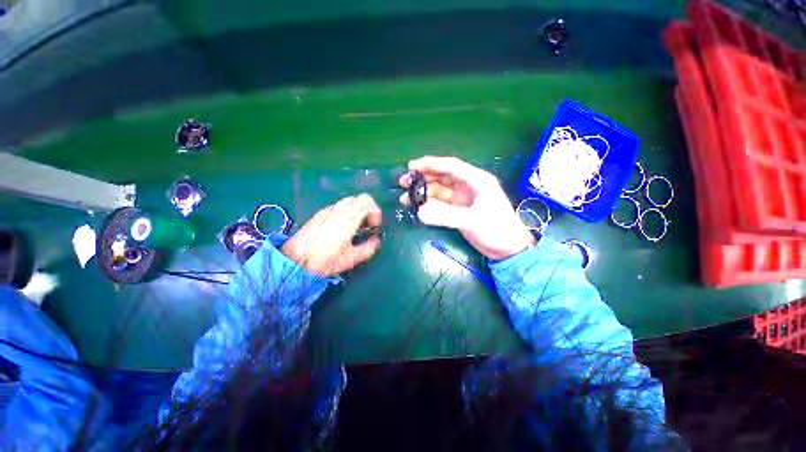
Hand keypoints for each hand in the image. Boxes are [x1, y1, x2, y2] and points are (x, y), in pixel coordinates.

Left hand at [282, 194, 382, 276]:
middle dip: (368, 211)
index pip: (366, 202)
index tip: (375, 226)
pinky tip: (344, 228)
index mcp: (346, 220)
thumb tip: (376, 240)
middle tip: (368, 226)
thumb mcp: (350, 259)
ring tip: (357, 228)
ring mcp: (328, 210)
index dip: (376, 212)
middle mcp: (338, 210)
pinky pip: (340, 207)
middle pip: (360, 199)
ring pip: (350, 201)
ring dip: (359, 211)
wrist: (294, 261)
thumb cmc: (323, 261)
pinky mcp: (321, 213)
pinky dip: (349, 213)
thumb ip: (368, 248)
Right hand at [399, 156, 535, 260]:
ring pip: (439, 191)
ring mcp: (462, 199)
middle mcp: (468, 186)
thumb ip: (446, 215)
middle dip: (423, 178)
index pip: (451, 166)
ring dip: (423, 193)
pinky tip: (417, 208)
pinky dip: (428, 205)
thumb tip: (420, 211)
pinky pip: (440, 204)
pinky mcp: (458, 210)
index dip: (431, 164)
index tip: (412, 166)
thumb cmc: (497, 230)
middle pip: (442, 177)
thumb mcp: (473, 220)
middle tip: (404, 182)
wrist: (508, 249)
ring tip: (405, 198)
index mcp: (476, 180)